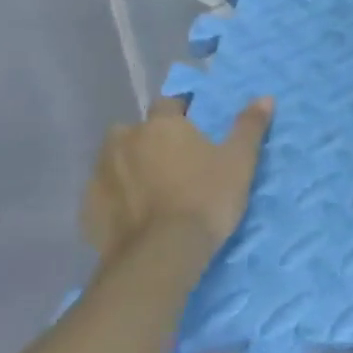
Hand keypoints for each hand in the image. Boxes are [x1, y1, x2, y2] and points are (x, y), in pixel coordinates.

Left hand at [81, 96, 273, 264]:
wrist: (161, 255)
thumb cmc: (206, 199)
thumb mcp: (239, 161)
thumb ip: (249, 127)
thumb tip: (266, 98)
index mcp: (161, 125)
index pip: (168, 104)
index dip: (181, 113)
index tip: (195, 128)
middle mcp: (124, 142)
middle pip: (134, 131)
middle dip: (149, 139)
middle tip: (172, 161)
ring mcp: (100, 175)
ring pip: (113, 160)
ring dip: (129, 167)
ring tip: (152, 189)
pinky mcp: (87, 210)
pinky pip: (102, 194)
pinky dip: (116, 198)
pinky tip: (134, 215)